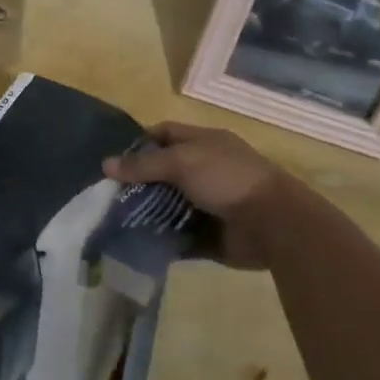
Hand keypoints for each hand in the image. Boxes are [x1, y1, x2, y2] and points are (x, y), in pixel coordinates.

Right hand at [103, 122, 302, 269]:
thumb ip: (145, 165)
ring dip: (147, 214)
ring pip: (169, 206)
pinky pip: (180, 236)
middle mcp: (205, 170)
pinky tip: (137, 244)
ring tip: (115, 222)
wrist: (273, 224)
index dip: (140, 143)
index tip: (114, 160)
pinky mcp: (211, 236)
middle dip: (139, 184)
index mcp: (204, 143)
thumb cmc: (227, 179)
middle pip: (164, 173)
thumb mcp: (182, 162)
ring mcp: (209, 204)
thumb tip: (105, 164)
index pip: (166, 134)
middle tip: (108, 196)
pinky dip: (162, 240)